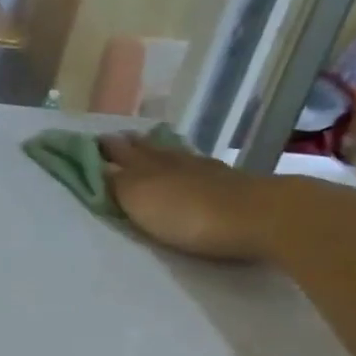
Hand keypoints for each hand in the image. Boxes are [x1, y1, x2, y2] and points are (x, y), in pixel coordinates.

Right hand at [101, 133, 300, 261]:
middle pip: (148, 150)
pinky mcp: (234, 185)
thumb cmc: (189, 213)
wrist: (263, 218)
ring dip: (160, 151)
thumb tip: (94, 162)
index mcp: (147, 166)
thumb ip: (115, 181)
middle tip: (117, 138)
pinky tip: (192, 165)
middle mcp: (175, 162)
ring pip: (176, 156)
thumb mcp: (139, 198)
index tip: (91, 140)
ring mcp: (207, 172)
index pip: (120, 153)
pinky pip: (201, 168)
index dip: (105, 148)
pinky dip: (189, 165)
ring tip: (150, 146)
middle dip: (131, 145)